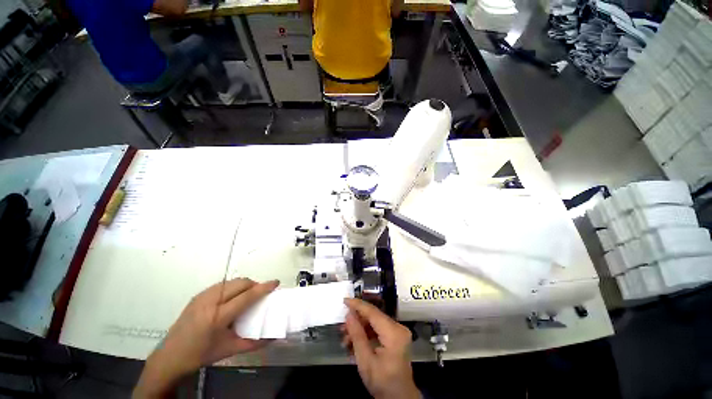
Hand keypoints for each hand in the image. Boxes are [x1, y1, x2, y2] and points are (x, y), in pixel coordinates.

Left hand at [133, 278, 278, 397]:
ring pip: (231, 281)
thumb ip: (254, 343)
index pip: (247, 296)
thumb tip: (274, 337)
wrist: (170, 356)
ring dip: (244, 284)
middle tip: (261, 293)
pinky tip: (232, 297)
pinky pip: (222, 284)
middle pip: (240, 283)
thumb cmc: (202, 354)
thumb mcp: (229, 350)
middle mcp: (210, 302)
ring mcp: (202, 296)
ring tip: (248, 295)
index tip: (275, 282)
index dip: (263, 288)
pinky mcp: (198, 295)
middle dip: (254, 284)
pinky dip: (233, 286)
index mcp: (218, 317)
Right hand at [342, 298, 419, 398]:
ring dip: (360, 328)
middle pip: (373, 316)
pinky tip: (355, 342)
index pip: (373, 312)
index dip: (357, 305)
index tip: (345, 300)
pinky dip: (366, 334)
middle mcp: (398, 327)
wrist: (399, 398)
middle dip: (357, 320)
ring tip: (346, 338)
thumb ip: (357, 335)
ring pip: (375, 322)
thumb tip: (349, 315)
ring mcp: (398, 331)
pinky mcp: (396, 336)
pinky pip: (378, 329)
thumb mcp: (365, 361)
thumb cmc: (382, 382)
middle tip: (342, 327)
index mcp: (393, 333)